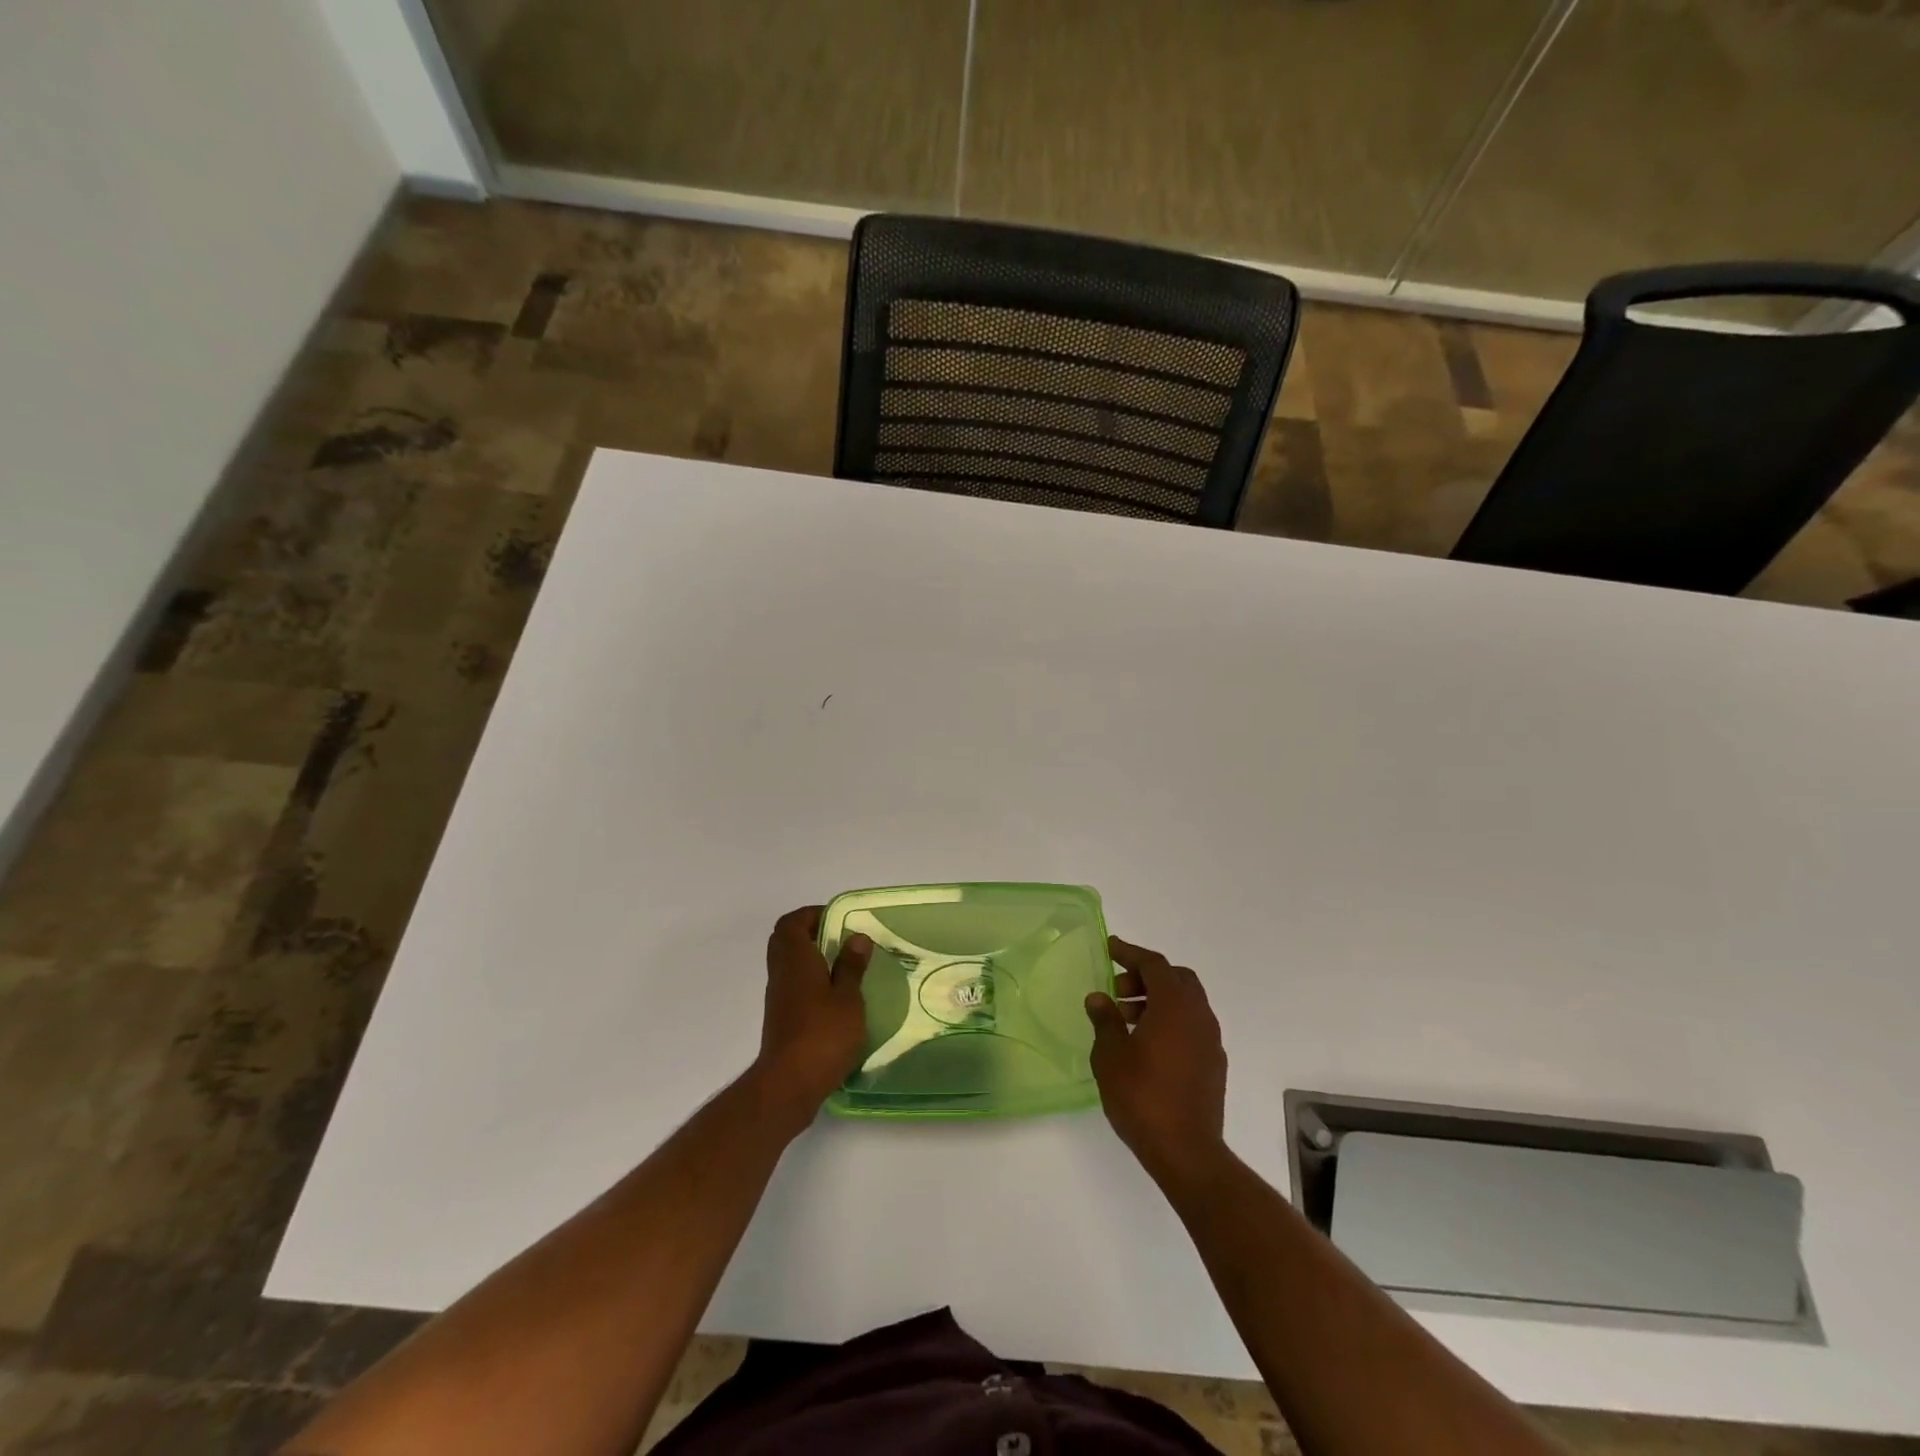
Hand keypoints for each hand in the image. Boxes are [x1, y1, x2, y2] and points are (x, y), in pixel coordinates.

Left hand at [751, 907, 872, 1133]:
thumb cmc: (822, 1034)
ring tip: (843, 966)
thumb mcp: (848, 998)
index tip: (839, 919)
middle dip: (810, 933)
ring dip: (810, 958)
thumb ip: (851, 966)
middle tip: (841, 939)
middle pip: (786, 940)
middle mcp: (781, 973)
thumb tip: (856, 937)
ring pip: (788, 964)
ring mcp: (778, 997)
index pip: (792, 922)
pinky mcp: (781, 1019)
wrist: (789, 1084)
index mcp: (795, 959)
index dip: (812, 914)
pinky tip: (834, 996)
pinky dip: (809, 981)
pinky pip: (792, 985)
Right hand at [1085, 936, 1227, 1189]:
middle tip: (1118, 990)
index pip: (1154, 964)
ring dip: (1158, 1000)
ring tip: (1126, 1020)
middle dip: (1146, 976)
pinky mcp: (1214, 1064)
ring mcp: (1211, 1041)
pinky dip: (1171, 1021)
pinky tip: (1147, 1045)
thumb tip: (1099, 998)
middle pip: (1176, 979)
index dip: (1130, 952)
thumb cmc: (1142, 1097)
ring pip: (1186, 1003)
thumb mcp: (1110, 1056)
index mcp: (1175, 1005)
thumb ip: (1105, 1021)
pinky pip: (1192, 1026)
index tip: (1109, 947)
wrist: (1186, 1152)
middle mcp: (1199, 1015)